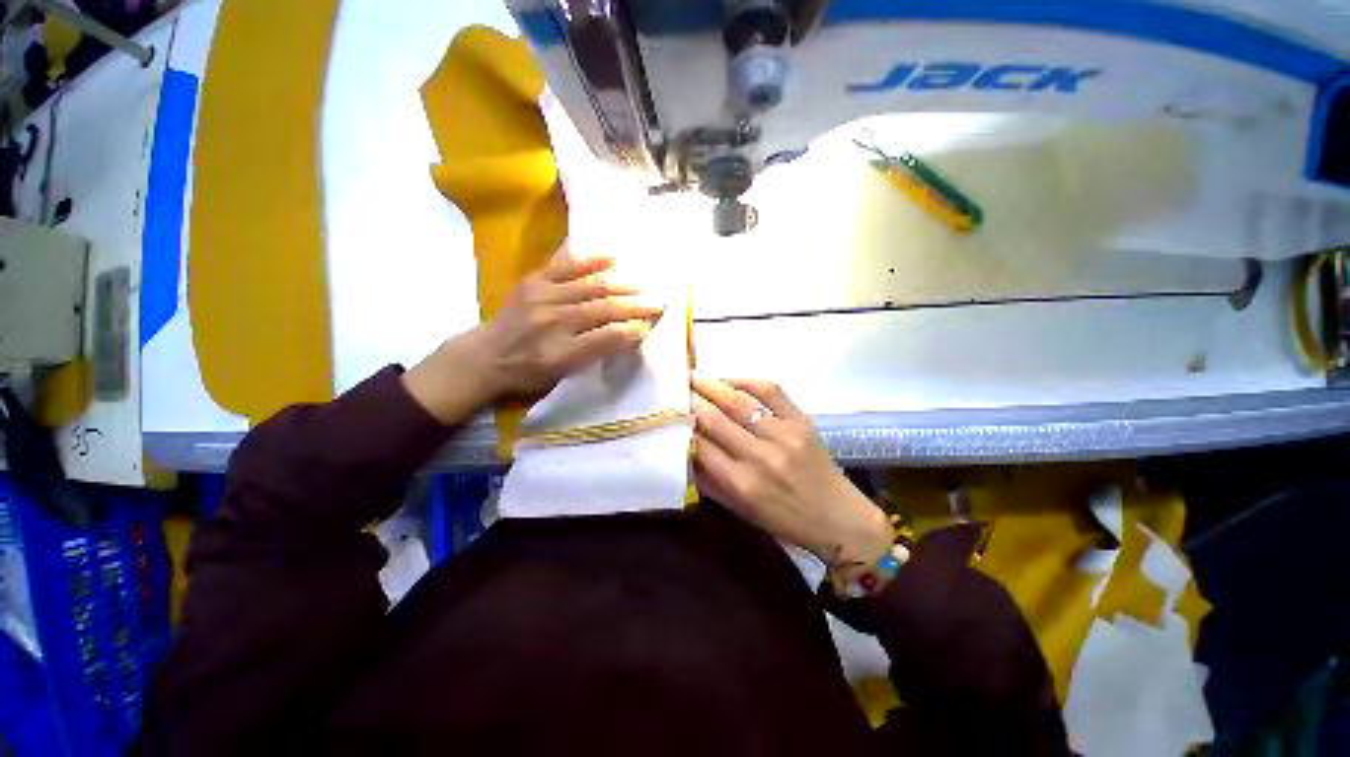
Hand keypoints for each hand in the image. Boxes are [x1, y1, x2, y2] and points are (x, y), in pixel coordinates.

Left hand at [479, 243, 662, 397]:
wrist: (485, 355)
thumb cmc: (528, 372)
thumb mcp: (563, 375)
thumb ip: (595, 354)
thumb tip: (628, 333)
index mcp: (562, 352)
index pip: (608, 337)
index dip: (633, 330)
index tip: (650, 325)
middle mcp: (554, 322)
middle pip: (604, 309)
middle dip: (636, 305)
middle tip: (658, 302)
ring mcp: (543, 297)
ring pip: (592, 286)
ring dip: (621, 284)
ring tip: (641, 284)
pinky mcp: (534, 281)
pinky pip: (566, 265)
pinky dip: (591, 259)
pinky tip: (612, 256)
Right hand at [691, 376, 891, 565]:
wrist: (838, 518)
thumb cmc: (784, 520)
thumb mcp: (740, 510)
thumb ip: (709, 482)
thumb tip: (685, 450)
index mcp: (741, 483)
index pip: (701, 446)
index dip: (683, 426)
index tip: (670, 412)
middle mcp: (759, 457)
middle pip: (716, 419)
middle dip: (691, 399)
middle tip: (675, 386)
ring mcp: (783, 435)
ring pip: (739, 403)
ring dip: (712, 385)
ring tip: (694, 376)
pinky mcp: (801, 422)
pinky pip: (771, 392)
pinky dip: (747, 380)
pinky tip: (730, 379)